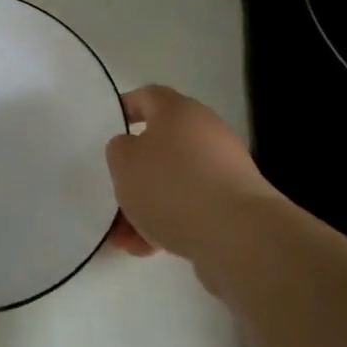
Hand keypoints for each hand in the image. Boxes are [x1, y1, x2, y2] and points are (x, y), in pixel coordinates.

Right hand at [106, 86, 277, 268]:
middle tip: (114, 194)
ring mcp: (223, 169)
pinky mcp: (234, 204)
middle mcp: (204, 132)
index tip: (109, 128)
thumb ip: (119, 150)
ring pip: (174, 182)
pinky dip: (170, 222)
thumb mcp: (124, 162)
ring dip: (147, 205)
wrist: (237, 235)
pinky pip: (192, 207)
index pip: (148, 97)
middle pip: (161, 146)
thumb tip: (131, 149)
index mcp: (178, 110)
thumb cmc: (172, 185)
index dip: (126, 109)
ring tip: (124, 238)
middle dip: (134, 174)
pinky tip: (149, 249)